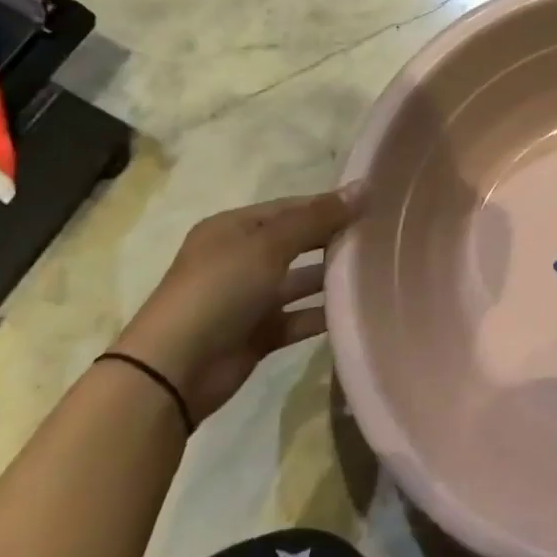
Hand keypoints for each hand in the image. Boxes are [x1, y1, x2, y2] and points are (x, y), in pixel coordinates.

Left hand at [111, 189, 358, 421]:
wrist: (174, 369)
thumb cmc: (219, 290)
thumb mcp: (269, 245)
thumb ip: (317, 218)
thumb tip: (363, 187)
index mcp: (234, 228)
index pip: (292, 207)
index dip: (330, 205)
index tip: (374, 206)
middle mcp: (240, 258)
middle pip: (298, 242)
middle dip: (335, 239)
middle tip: (383, 238)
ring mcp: (249, 298)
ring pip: (301, 281)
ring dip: (333, 278)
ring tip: (378, 272)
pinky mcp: (259, 333)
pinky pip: (299, 316)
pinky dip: (323, 314)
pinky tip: (358, 310)